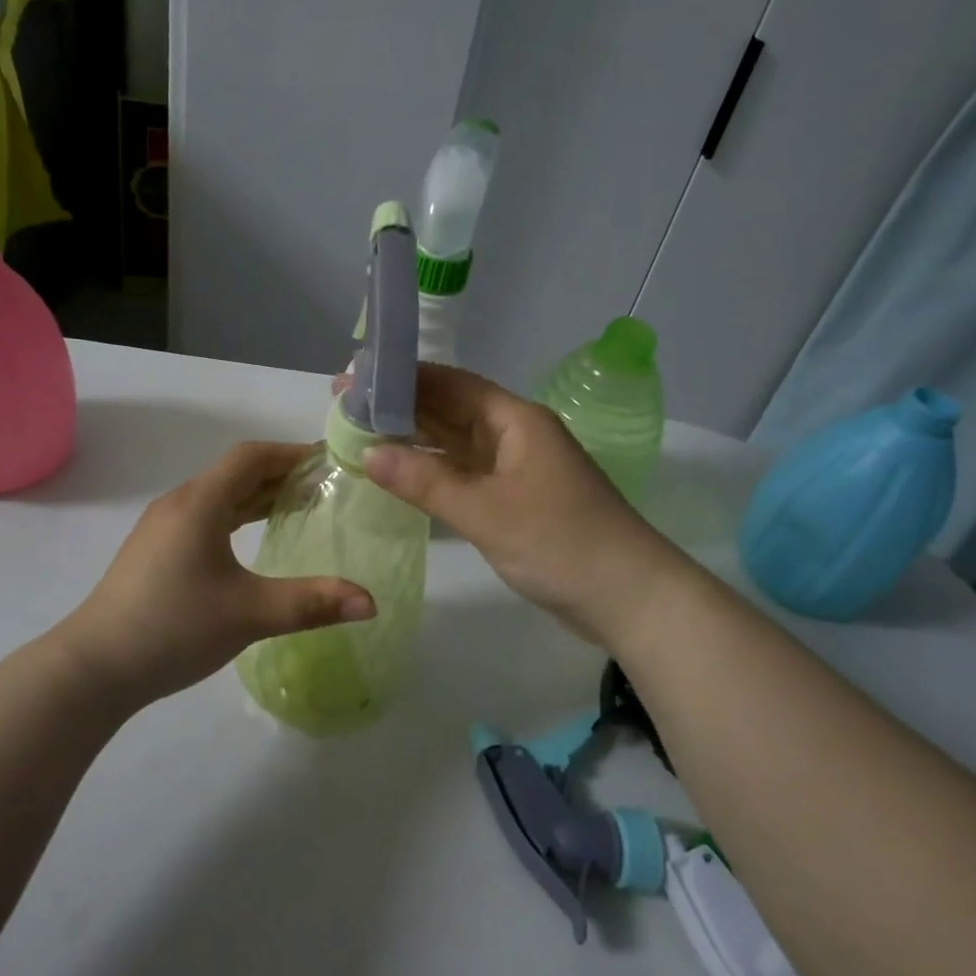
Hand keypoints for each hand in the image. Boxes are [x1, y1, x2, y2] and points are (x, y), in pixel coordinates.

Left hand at [56, 442, 375, 712]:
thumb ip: (312, 603)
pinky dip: (237, 516)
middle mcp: (180, 504)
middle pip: (236, 472)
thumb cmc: (173, 628)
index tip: (328, 462)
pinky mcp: (156, 551)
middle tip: (324, 486)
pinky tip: (252, 539)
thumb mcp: (250, 614)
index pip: (251, 457)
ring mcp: (162, 527)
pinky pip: (205, 516)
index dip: (291, 453)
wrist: (93, 668)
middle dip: (280, 473)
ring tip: (298, 507)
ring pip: (219, 495)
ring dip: (258, 495)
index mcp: (200, 503)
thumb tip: (371, 602)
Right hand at [363, 364, 684, 645]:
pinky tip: (403, 474)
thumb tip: (368, 453)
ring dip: (416, 439)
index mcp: (516, 420)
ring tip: (362, 435)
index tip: (356, 378)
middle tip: (346, 406)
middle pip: (452, 410)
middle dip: (402, 407)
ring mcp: (518, 469)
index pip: (451, 383)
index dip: (403, 377)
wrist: (630, 597)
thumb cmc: (560, 543)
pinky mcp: (518, 500)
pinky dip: (435, 472)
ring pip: (458, 443)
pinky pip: (467, 474)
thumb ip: (426, 481)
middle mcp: (516, 435)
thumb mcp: (486, 511)